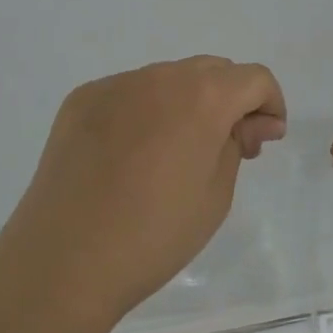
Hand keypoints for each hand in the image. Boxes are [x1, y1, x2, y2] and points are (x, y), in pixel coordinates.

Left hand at [0, 57, 286, 332]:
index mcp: (202, 96)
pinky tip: (130, 156)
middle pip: (212, 71)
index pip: (254, 78)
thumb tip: (252, 122)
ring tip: (173, 154)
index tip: (263, 141)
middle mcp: (160, 76)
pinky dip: (144, 111)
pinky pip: (128, 93)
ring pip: (168, 79)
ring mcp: (116, 85)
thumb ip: (238, 144)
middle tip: (226, 148)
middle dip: (230, 100)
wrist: (63, 261)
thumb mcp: (217, 195)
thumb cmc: (154, 235)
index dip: (270, 105)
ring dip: (186, 103)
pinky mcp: (82, 100)